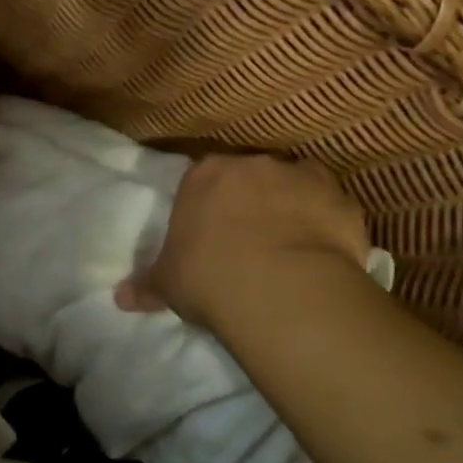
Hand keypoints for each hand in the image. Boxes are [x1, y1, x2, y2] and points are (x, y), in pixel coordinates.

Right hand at [116, 154, 370, 328]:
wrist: (280, 289)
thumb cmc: (209, 277)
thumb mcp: (168, 284)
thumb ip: (147, 285)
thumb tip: (120, 298)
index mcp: (205, 175)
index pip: (203, 180)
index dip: (208, 206)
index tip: (211, 234)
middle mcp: (254, 165)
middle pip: (252, 177)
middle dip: (252, 202)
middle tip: (250, 241)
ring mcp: (302, 177)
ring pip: (296, 186)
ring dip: (293, 208)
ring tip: (290, 248)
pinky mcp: (342, 201)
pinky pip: (332, 210)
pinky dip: (328, 226)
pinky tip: (323, 256)